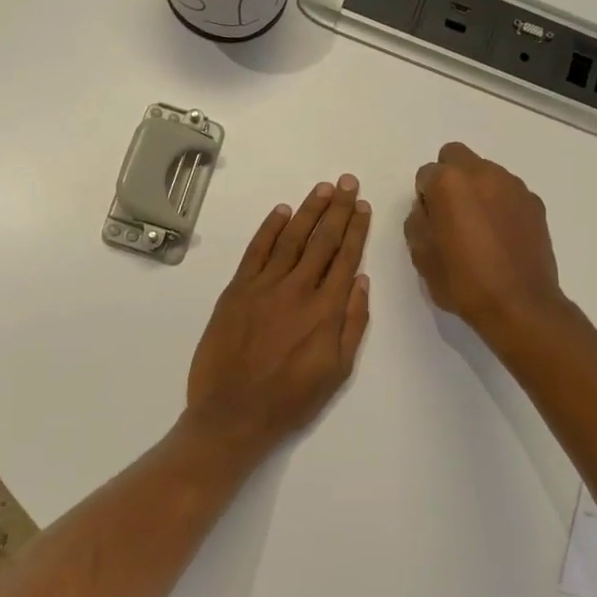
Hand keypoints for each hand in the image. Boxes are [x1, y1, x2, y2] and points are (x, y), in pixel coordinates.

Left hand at [186, 175, 371, 451]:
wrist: (233, 413)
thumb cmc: (290, 399)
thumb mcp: (337, 371)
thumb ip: (352, 324)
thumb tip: (361, 281)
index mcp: (326, 310)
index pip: (346, 258)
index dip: (356, 229)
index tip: (363, 206)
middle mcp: (298, 289)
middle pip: (322, 240)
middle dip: (338, 209)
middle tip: (348, 182)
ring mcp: (264, 286)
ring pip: (291, 238)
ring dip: (309, 210)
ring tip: (323, 188)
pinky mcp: (237, 290)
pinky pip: (256, 251)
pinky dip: (269, 228)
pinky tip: (282, 211)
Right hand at [406, 142, 567, 342]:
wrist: (519, 305)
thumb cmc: (463, 281)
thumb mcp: (421, 256)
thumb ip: (418, 221)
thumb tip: (428, 209)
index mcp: (450, 183)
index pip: (426, 174)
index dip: (425, 197)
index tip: (431, 222)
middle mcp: (483, 173)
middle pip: (456, 157)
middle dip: (449, 178)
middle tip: (451, 214)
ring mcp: (513, 186)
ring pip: (485, 172)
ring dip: (477, 189)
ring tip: (479, 228)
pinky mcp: (534, 203)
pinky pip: (508, 192)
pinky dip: (500, 204)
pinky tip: (501, 236)